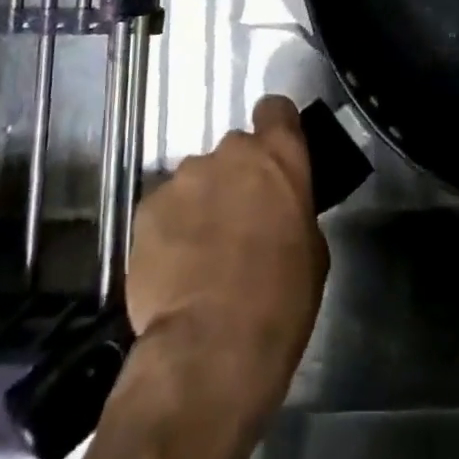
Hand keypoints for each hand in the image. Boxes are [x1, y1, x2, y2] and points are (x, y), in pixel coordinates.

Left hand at [124, 94, 327, 430]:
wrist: (210, 349)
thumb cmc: (281, 299)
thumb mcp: (313, 250)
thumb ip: (294, 210)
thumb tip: (278, 209)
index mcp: (279, 156)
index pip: (276, 109)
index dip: (275, 129)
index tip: (274, 157)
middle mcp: (230, 152)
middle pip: (234, 150)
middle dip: (237, 178)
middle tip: (240, 221)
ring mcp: (184, 177)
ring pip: (197, 180)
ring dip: (202, 204)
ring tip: (201, 254)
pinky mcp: (146, 208)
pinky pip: (164, 209)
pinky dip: (170, 229)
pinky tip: (175, 269)